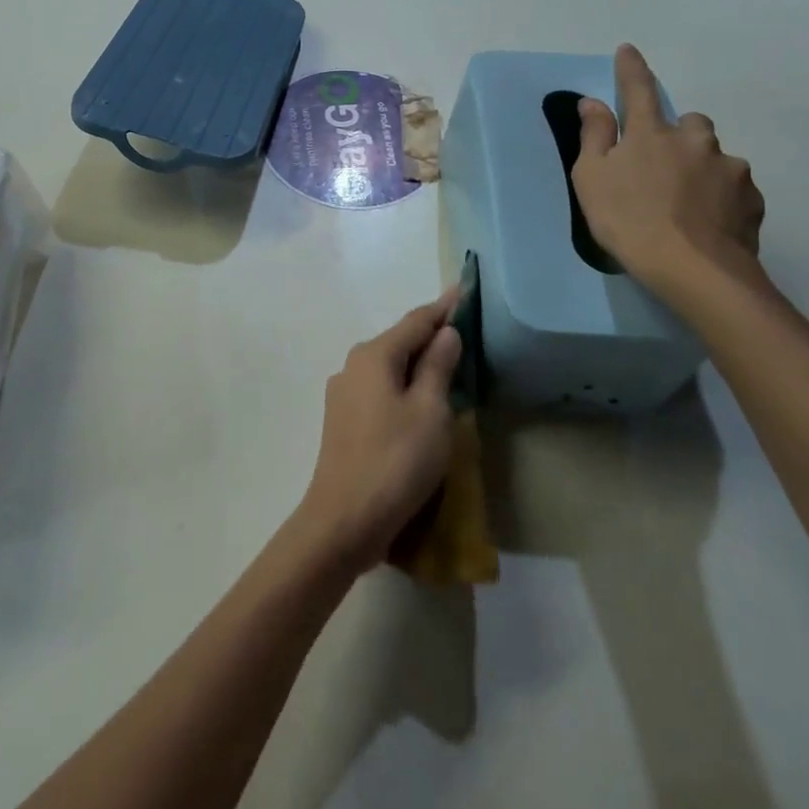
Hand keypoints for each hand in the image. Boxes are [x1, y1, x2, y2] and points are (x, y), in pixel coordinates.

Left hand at [298, 293, 462, 576]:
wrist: (344, 519)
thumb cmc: (396, 461)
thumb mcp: (430, 411)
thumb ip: (438, 367)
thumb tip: (445, 333)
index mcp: (374, 355)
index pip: (416, 321)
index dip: (443, 307)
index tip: (464, 290)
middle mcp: (353, 365)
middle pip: (399, 341)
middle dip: (430, 334)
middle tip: (463, 329)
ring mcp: (343, 394)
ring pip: (388, 367)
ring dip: (416, 362)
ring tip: (447, 362)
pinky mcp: (343, 420)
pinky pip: (380, 389)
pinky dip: (403, 386)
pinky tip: (419, 399)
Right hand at [571, 44, 765, 297]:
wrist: (692, 268)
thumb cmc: (627, 220)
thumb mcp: (591, 178)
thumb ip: (594, 136)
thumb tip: (593, 102)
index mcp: (652, 133)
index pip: (639, 91)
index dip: (631, 70)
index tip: (628, 50)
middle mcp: (695, 140)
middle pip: (689, 124)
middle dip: (677, 135)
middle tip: (660, 167)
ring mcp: (729, 168)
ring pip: (713, 156)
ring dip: (700, 168)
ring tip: (685, 203)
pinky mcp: (751, 198)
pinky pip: (733, 188)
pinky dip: (719, 197)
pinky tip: (706, 222)